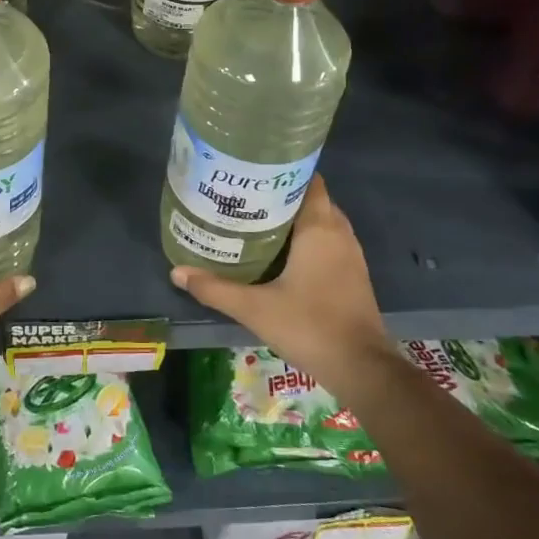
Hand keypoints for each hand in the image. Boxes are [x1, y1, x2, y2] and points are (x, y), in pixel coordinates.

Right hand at [170, 175, 388, 394]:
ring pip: (321, 222)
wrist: (361, 367)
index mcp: (319, 229)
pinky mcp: (352, 275)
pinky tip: (279, 253)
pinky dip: (306, 239)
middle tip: (244, 197)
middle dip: (281, 195)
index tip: (252, 173)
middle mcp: (339, 234)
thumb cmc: (309, 326)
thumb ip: (215, 288)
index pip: (308, 181)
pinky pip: (327, 242)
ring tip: (256, 221)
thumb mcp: (254, 308)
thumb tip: (177, 272)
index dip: (282, 172)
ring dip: (294, 219)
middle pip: (311, 199)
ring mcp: (350, 255)